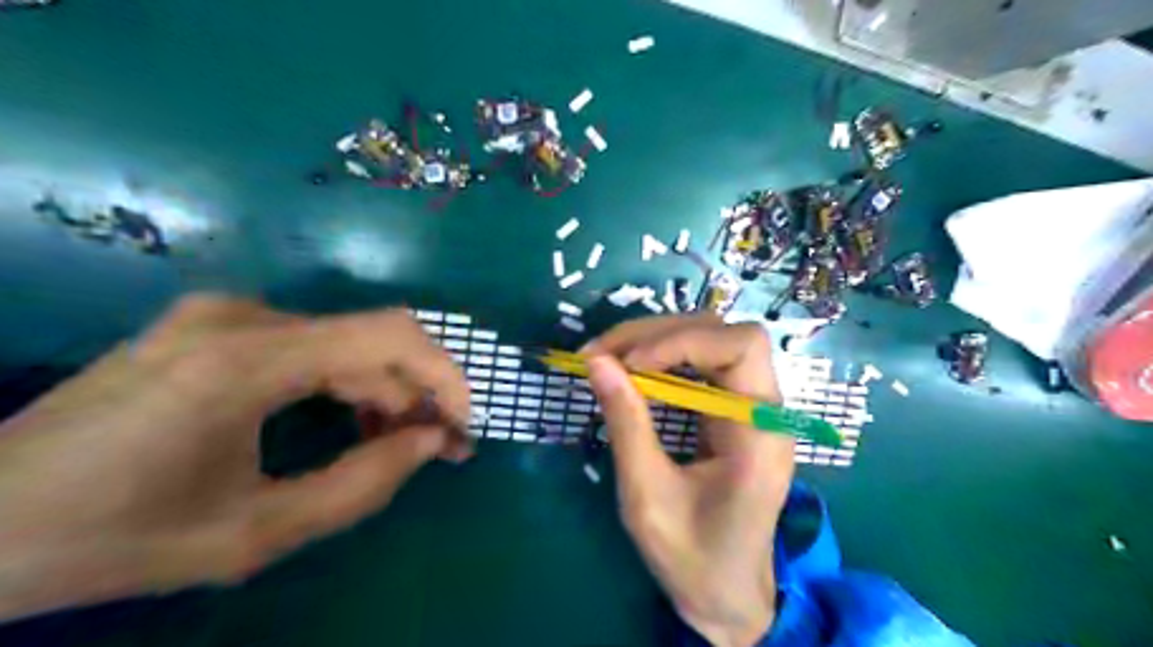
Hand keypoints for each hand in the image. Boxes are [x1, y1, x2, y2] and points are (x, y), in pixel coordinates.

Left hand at [1, 294, 471, 620]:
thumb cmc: (111, 536)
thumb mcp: (253, 533)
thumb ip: (361, 486)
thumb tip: (430, 443)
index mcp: (246, 360)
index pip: (388, 336)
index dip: (444, 374)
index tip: (465, 423)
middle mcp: (242, 317)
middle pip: (371, 338)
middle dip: (419, 391)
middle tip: (442, 445)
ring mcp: (224, 315)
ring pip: (344, 341)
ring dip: (385, 390)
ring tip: (400, 442)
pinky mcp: (215, 327)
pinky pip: (311, 345)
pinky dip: (348, 382)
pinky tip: (354, 421)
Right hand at [586, 315, 792, 646]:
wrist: (726, 593)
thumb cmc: (692, 557)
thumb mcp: (647, 495)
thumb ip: (626, 424)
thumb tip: (597, 362)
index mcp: (760, 432)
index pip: (740, 346)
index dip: (681, 341)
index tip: (626, 363)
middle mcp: (766, 409)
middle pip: (723, 332)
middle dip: (658, 333)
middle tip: (601, 353)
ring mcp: (752, 407)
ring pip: (710, 340)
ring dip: (656, 340)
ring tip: (607, 358)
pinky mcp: (734, 411)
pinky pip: (701, 364)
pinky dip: (662, 358)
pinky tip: (631, 371)